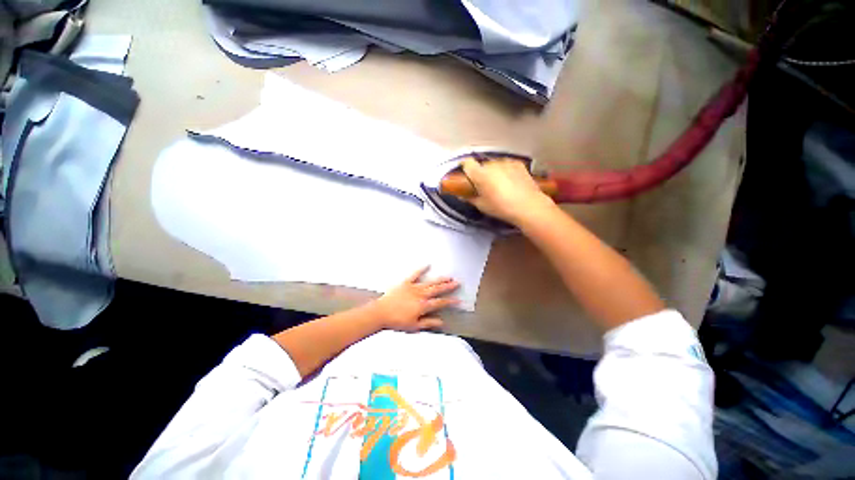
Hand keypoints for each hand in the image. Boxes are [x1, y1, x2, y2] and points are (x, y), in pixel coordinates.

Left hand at [370, 267, 459, 331]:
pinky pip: (415, 274)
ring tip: (448, 276)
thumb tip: (441, 322)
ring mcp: (413, 287)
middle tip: (457, 282)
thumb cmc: (397, 322)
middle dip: (448, 286)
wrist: (381, 313)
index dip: (451, 301)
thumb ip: (429, 323)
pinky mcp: (405, 283)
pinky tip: (427, 264)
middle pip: (437, 289)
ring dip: (440, 279)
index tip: (458, 300)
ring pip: (430, 282)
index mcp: (423, 306)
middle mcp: (421, 295)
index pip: (440, 302)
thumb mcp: (414, 326)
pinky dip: (421, 269)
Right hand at [461, 158, 555, 225]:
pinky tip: (511, 181)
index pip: (467, 163)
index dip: (465, 167)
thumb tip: (461, 195)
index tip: (466, 175)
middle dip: (481, 172)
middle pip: (482, 164)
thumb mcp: (481, 206)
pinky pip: (506, 165)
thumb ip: (469, 198)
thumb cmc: (501, 208)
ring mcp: (506, 162)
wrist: (528, 206)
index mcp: (480, 174)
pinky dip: (506, 170)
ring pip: (495, 164)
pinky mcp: (518, 163)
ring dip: (494, 171)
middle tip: (484, 185)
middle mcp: (491, 164)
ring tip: (500, 184)